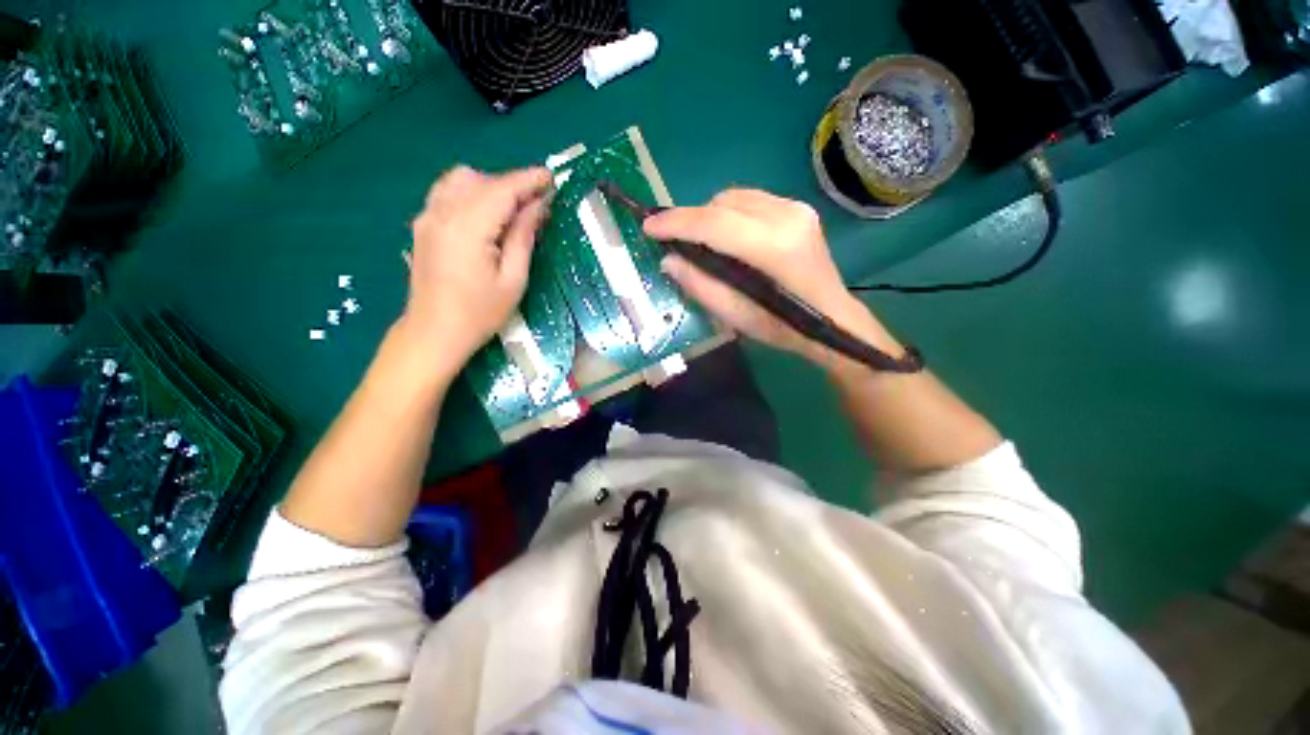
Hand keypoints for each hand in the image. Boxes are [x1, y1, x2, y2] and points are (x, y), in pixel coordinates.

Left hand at [402, 165, 552, 364]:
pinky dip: (471, 193)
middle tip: (537, 205)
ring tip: (511, 210)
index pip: (501, 190)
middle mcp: (443, 212)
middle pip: (481, 179)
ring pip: (461, 180)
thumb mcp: (513, 280)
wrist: (434, 331)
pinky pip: (447, 192)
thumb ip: (523, 237)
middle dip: (512, 185)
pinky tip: (485, 215)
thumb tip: (537, 207)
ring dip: (490, 186)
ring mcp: (427, 216)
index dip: (528, 180)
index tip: (551, 178)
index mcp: (468, 228)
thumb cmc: (480, 313)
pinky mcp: (422, 224)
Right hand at [644, 189, 897, 363]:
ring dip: (710, 216)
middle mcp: (787, 216)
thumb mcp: (736, 315)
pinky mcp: (799, 209)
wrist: (832, 320)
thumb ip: (700, 285)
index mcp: (774, 247)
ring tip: (701, 241)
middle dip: (692, 219)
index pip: (714, 223)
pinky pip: (751, 201)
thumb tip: (669, 259)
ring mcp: (796, 208)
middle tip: (676, 242)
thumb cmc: (783, 326)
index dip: (677, 223)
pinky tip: (728, 237)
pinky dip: (730, 214)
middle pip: (722, 203)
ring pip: (736, 197)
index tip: (648, 227)